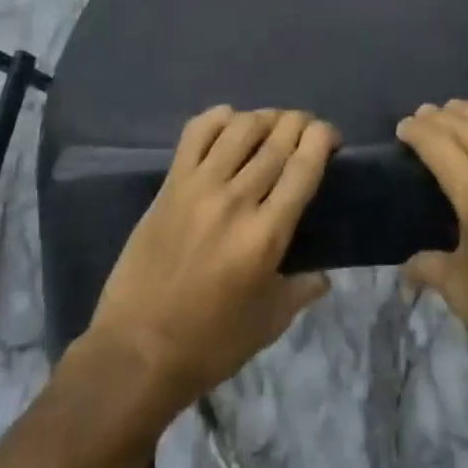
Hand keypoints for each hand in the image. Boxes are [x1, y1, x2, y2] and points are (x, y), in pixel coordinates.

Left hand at [87, 106, 338, 416]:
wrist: (137, 350)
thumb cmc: (209, 343)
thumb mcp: (269, 323)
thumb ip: (302, 290)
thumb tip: (324, 274)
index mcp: (266, 235)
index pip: (303, 166)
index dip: (322, 138)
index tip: (330, 138)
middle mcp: (236, 200)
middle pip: (276, 139)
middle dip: (300, 123)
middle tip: (307, 129)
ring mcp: (199, 186)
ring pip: (240, 127)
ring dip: (264, 117)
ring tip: (272, 125)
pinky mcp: (171, 184)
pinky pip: (196, 132)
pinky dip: (218, 117)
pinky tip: (229, 122)